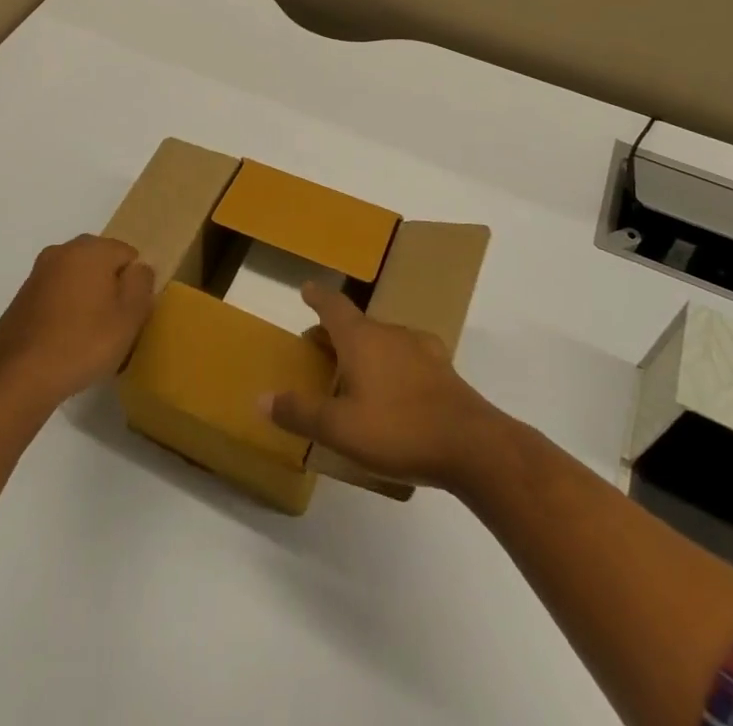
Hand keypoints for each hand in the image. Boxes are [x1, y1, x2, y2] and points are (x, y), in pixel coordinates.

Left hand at [0, 236, 154, 410]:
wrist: (19, 378)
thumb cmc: (84, 343)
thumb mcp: (130, 316)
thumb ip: (142, 282)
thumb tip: (138, 268)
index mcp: (90, 249)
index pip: (128, 255)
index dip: (134, 285)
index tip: (130, 315)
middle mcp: (61, 251)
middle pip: (101, 264)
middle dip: (110, 289)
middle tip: (114, 327)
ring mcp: (37, 275)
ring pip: (76, 280)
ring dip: (87, 300)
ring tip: (89, 338)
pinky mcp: (21, 299)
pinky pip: (55, 297)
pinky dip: (64, 312)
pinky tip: (65, 342)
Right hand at [263, 283, 507, 491]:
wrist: (471, 445)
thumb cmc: (398, 429)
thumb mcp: (340, 428)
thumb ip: (300, 412)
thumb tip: (260, 398)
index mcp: (362, 338)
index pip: (333, 306)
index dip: (317, 297)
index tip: (306, 288)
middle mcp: (390, 334)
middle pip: (357, 324)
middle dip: (335, 332)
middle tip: (319, 346)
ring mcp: (421, 349)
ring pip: (383, 340)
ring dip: (365, 349)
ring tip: (354, 372)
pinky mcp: (443, 371)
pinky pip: (407, 358)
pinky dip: (392, 365)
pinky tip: (395, 388)